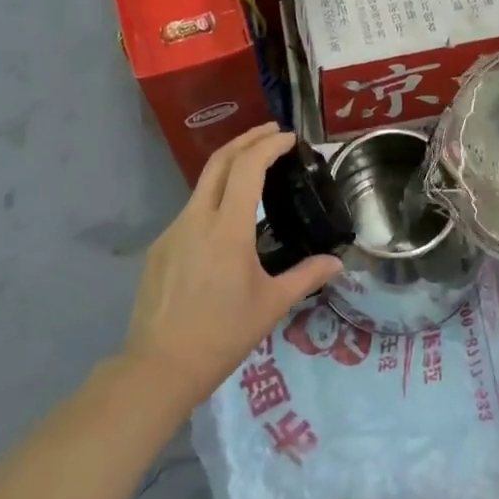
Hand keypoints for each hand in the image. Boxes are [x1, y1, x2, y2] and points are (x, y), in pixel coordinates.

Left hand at [125, 124, 341, 412]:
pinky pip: (190, 212)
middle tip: (271, 132)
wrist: (160, 366)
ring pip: (202, 186)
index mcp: (227, 228)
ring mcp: (172, 231)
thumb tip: (338, 264)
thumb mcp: (271, 305)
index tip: (289, 137)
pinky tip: (226, 219)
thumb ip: (306, 276)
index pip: (248, 167)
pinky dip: (213, 199)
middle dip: (246, 139)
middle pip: (219, 162)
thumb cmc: (223, 335)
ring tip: (254, 170)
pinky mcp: (159, 248)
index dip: (268, 145)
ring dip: (229, 167)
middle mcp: (196, 219)